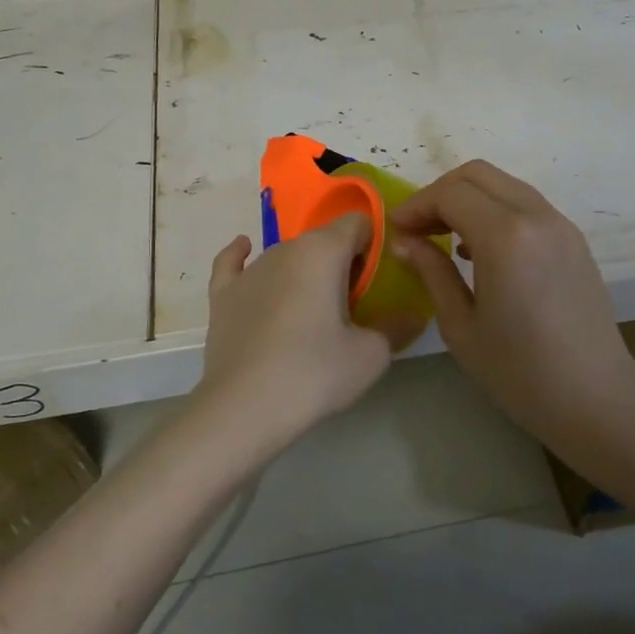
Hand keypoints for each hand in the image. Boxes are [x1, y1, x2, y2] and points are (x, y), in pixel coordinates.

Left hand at [188, 214, 412, 461]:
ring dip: (304, 271)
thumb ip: (396, 327)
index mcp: (322, 251)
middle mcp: (284, 249)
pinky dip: (243, 255)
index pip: (357, 223)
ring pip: (287, 256)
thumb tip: (412, 315)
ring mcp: (250, 271)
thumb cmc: (313, 374)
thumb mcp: (371, 355)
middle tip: (353, 306)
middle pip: (323, 241)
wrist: (242, 410)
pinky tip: (245, 249)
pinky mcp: (222, 295)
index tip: (380, 277)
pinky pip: (233, 262)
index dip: (373, 244)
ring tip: (312, 311)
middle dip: (341, 263)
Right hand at [389, 160, 634, 434]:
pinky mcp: (572, 238)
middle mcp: (536, 216)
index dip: (416, 205)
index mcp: (505, 237)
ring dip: (468, 198)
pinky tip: (479, 249)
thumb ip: (431, 272)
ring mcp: (560, 224)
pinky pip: (525, 204)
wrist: (596, 398)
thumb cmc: (519, 371)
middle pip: (477, 174)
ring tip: (443, 237)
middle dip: (439, 193)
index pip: (450, 194)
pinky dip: (494, 209)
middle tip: (417, 228)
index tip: (395, 230)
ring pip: (503, 184)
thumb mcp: (461, 325)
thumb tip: (405, 242)